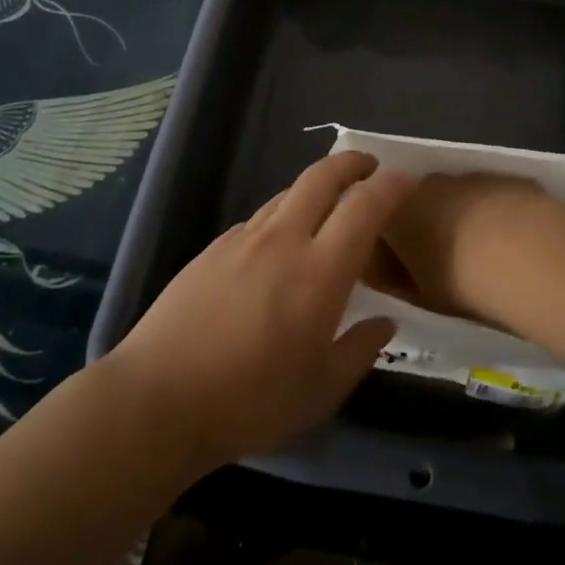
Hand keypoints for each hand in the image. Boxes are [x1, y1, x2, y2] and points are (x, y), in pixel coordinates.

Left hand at [105, 152, 410, 474]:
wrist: (158, 398)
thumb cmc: (250, 401)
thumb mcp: (320, 392)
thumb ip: (359, 350)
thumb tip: (384, 322)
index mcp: (320, 271)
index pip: (364, 206)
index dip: (390, 186)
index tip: (406, 181)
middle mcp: (284, 240)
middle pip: (321, 177)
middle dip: (351, 162)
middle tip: (369, 167)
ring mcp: (243, 239)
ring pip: (288, 193)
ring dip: (315, 188)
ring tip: (328, 206)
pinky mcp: (213, 248)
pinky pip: (260, 218)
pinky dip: (282, 215)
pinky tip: (279, 245)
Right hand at [376, 173, 559, 327]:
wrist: (531, 255)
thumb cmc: (464, 283)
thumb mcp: (420, 296)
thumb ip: (396, 279)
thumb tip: (387, 272)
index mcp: (394, 213)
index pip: (377, 222)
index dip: (387, 245)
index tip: (400, 268)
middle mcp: (425, 184)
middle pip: (415, 202)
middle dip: (422, 225)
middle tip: (441, 260)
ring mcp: (466, 176)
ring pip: (453, 196)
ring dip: (458, 216)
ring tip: (479, 252)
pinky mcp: (502, 176)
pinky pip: (486, 195)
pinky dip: (491, 212)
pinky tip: (510, 239)